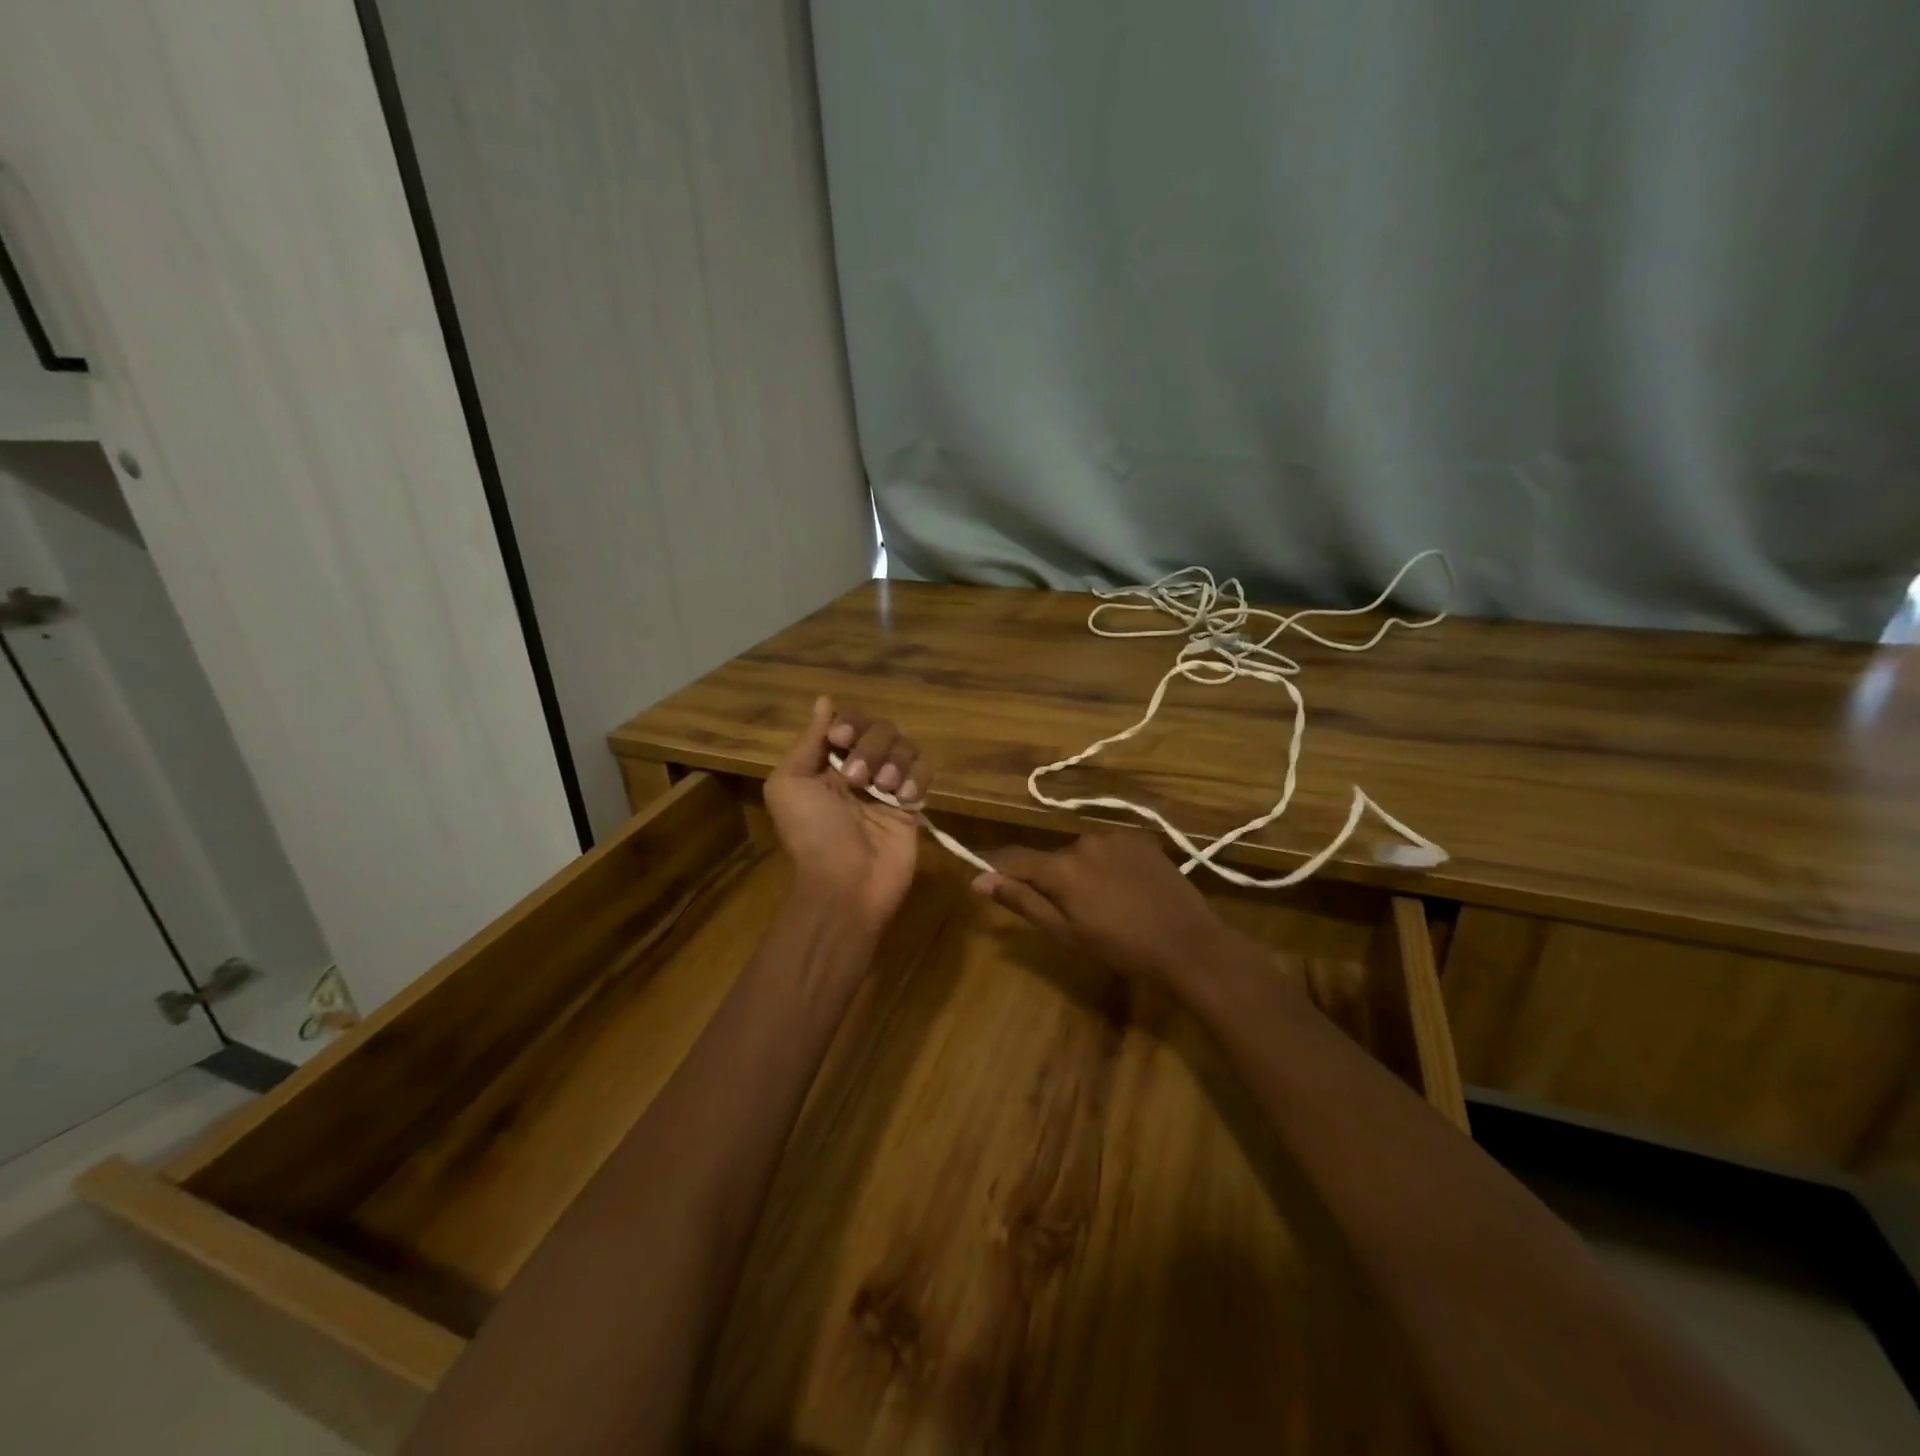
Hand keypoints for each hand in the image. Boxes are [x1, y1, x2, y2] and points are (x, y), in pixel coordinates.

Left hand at [763, 697, 932, 931]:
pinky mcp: (912, 805)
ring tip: (883, 790)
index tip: (841, 740)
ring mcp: (888, 786)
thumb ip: (808, 741)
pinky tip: (903, 800)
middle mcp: (858, 769)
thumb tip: (824, 701)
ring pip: (905, 746)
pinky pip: (925, 772)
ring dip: (894, 762)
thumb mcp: (790, 785)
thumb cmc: (812, 834)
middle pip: (879, 728)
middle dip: (870, 747)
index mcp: (826, 762)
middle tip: (857, 779)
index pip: (848, 722)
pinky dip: (916, 779)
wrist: (846, 884)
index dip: (849, 724)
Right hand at [972, 830, 1247, 989]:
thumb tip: (980, 881)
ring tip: (1105, 905)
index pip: (1015, 859)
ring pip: (1081, 854)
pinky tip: (1127, 890)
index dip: (999, 872)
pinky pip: (1109, 849)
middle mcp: (1083, 841)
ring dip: (1081, 873)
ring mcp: (1115, 836)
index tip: (990, 886)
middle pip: (1051, 859)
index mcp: (1061, 867)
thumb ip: (1022, 901)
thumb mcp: (1065, 933)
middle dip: (1051, 881)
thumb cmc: (1121, 948)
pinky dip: (1107, 866)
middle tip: (1070, 916)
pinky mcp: (1140, 839)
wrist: (1188, 943)